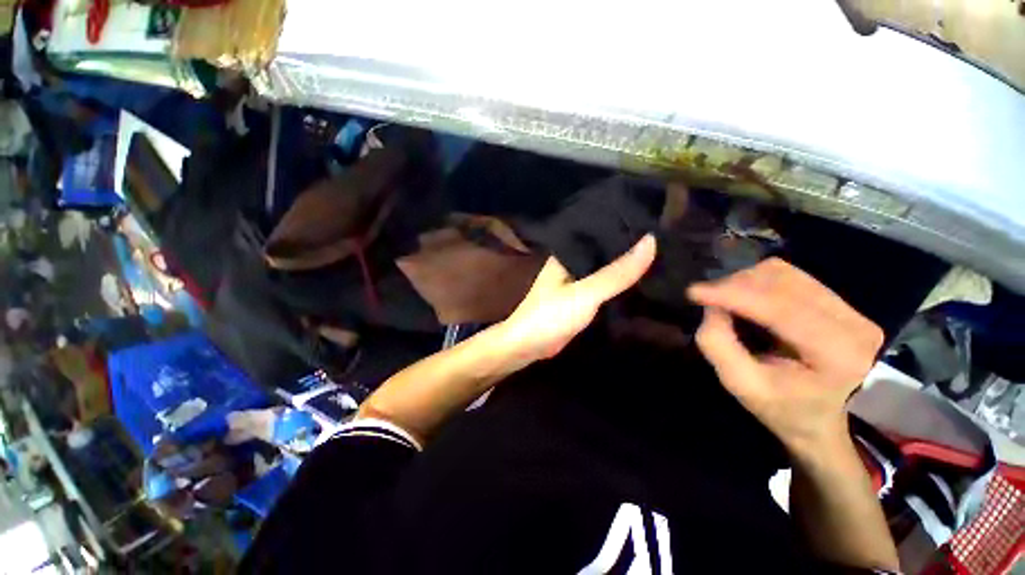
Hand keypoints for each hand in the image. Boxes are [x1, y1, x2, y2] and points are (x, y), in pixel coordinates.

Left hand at [498, 235, 656, 370]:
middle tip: (668, 243)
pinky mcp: (580, 299)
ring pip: (606, 269)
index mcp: (568, 252)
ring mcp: (576, 282)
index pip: (601, 232)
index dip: (627, 228)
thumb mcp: (586, 293)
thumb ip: (616, 272)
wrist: (528, 346)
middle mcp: (572, 262)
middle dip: (631, 249)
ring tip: (662, 259)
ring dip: (626, 268)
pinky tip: (641, 283)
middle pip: (605, 251)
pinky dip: (619, 285)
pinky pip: (604, 287)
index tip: (658, 223)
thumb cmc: (551, 315)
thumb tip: (650, 241)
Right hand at [687, 258, 882, 456]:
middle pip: (782, 281)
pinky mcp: (840, 302)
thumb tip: (711, 307)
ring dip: (745, 281)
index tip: (693, 291)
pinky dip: (758, 282)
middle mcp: (853, 323)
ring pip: (784, 272)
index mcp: (838, 355)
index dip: (734, 294)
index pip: (781, 309)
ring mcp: (851, 309)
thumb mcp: (742, 385)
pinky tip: (746, 299)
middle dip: (735, 286)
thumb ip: (718, 345)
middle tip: (707, 301)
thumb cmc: (783, 408)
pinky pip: (789, 276)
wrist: (825, 417)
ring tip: (725, 300)